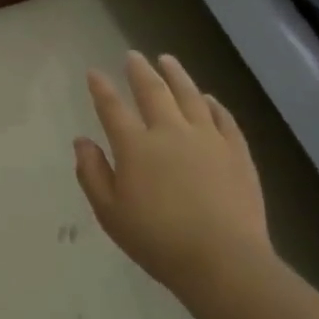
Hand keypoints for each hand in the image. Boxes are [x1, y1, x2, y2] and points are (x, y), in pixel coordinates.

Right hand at [75, 52, 272, 297]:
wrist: (224, 262)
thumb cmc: (158, 240)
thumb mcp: (110, 213)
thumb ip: (92, 174)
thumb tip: (82, 142)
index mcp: (135, 146)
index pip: (112, 107)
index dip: (101, 88)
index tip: (94, 72)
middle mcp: (170, 131)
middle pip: (153, 91)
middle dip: (140, 70)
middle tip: (133, 55)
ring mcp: (207, 139)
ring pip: (190, 95)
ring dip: (176, 75)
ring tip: (168, 60)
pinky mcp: (237, 152)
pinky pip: (224, 118)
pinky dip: (214, 104)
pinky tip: (209, 98)